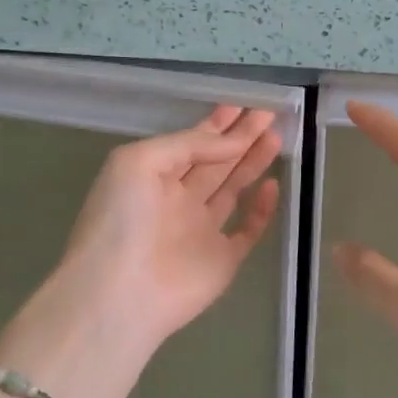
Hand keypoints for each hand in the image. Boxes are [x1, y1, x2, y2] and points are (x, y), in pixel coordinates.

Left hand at [0, 106, 281, 397]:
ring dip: (253, 162)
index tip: (242, 105)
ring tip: (276, 135)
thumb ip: (188, 144)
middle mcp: (177, 200)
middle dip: (240, 137)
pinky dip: (262, 209)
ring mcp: (200, 231)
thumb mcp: (140, 161)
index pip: (190, 143)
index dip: (216, 124)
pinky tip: (273, 185)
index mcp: (152, 176)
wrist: (121, 292)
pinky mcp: (222, 259)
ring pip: (232, 189)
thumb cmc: (122, 219)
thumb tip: (232, 141)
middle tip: (268, 114)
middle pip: (215, 162)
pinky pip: (247, 229)